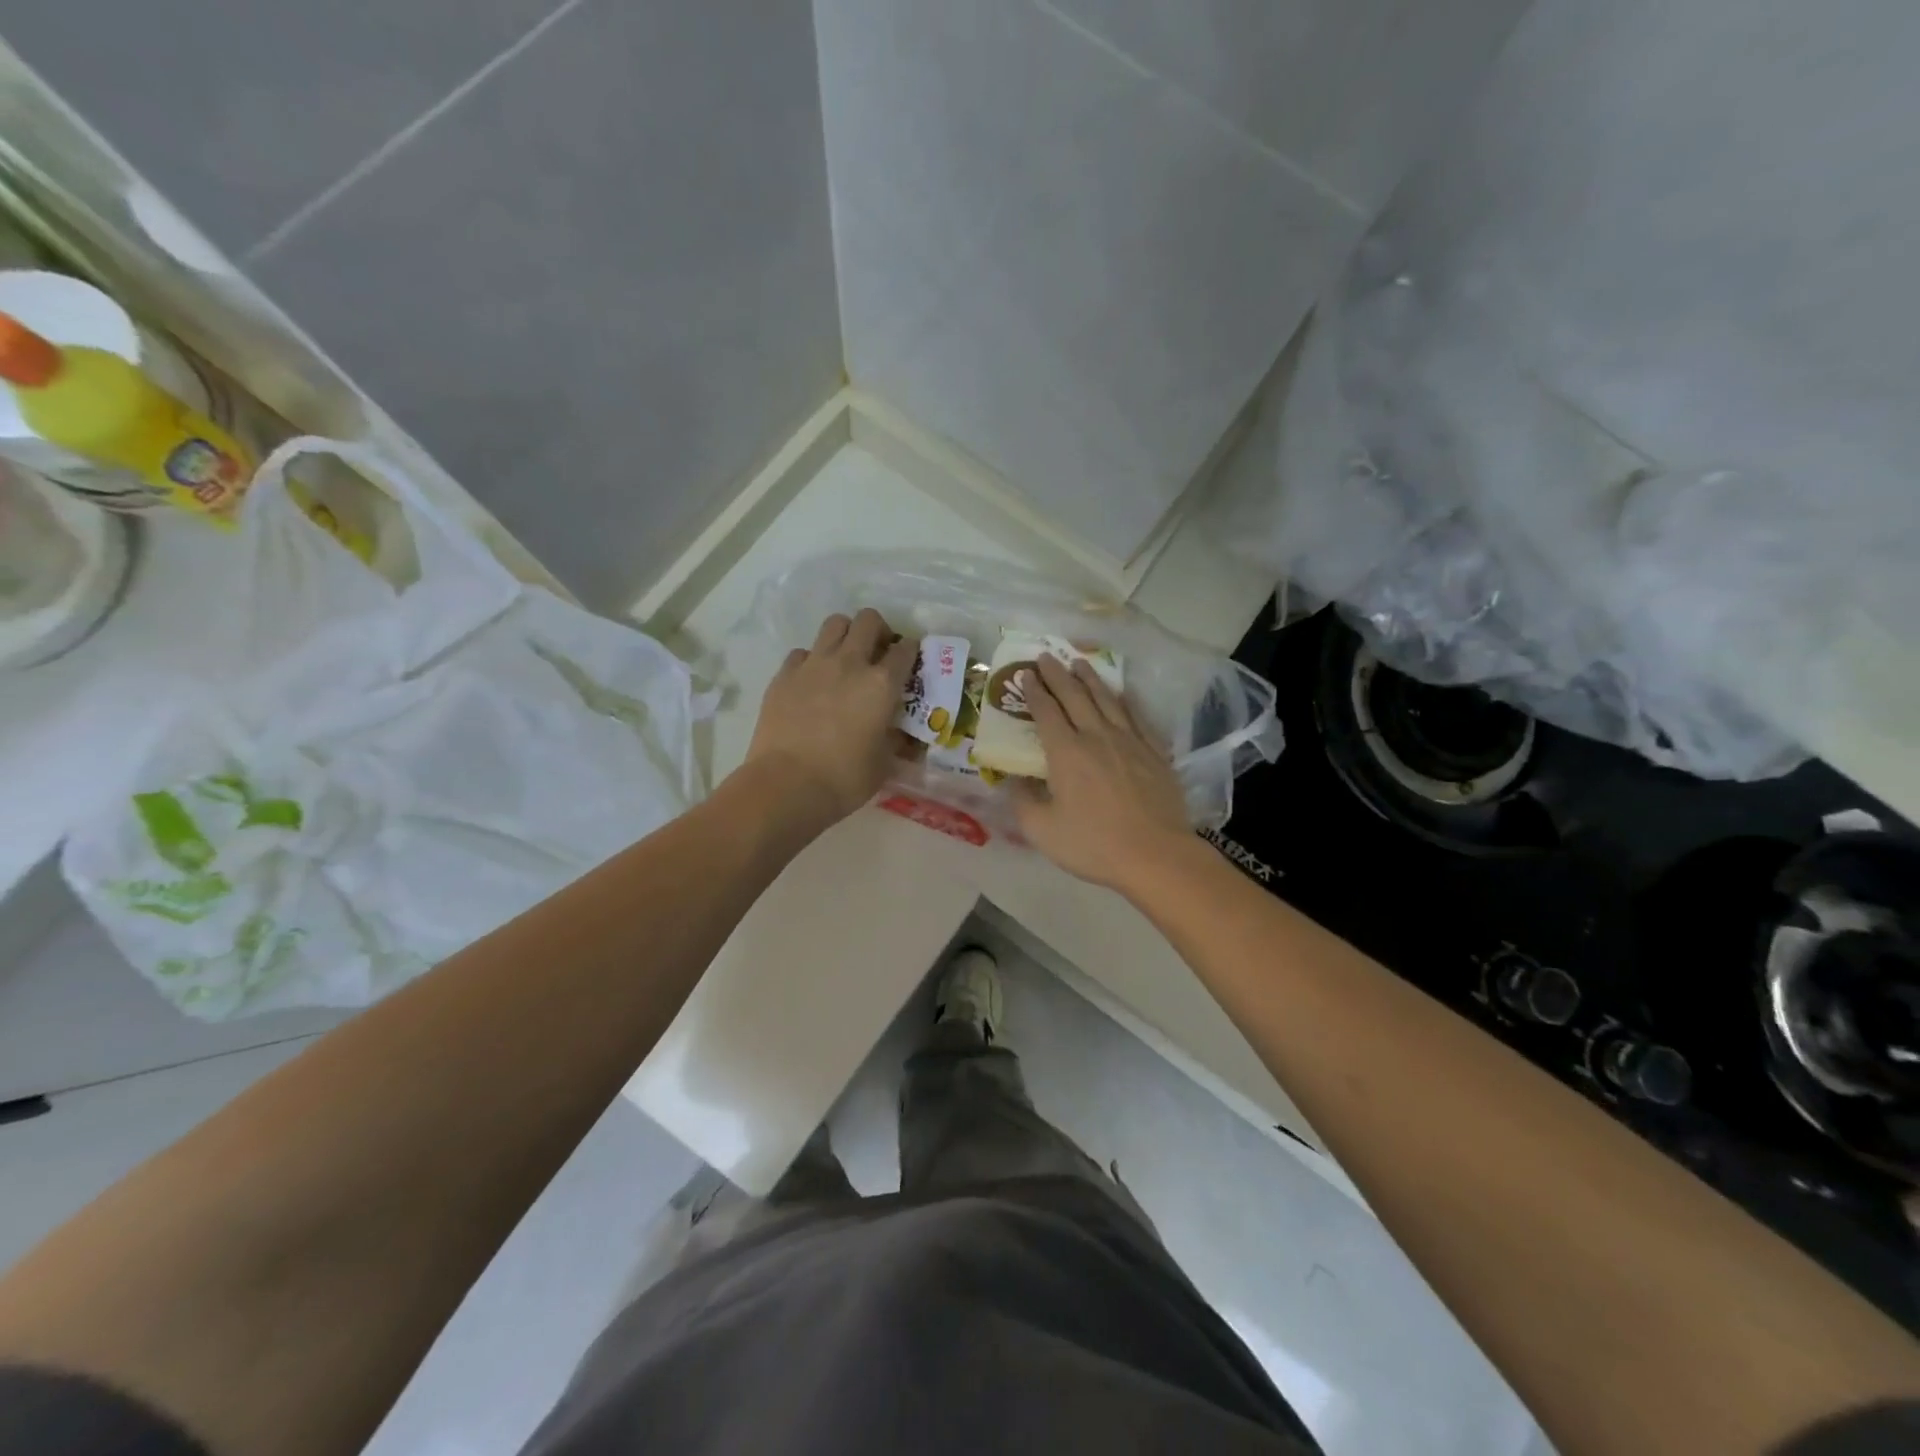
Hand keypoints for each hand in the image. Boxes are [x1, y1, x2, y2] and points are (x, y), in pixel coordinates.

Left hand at [744, 609, 914, 826]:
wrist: (786, 785)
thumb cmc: (844, 779)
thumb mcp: (884, 763)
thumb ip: (895, 739)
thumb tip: (901, 734)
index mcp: (882, 684)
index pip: (905, 649)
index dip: (911, 652)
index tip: (910, 663)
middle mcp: (850, 663)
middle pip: (869, 620)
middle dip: (879, 631)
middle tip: (878, 653)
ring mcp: (813, 665)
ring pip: (835, 624)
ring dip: (846, 635)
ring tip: (846, 658)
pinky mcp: (784, 674)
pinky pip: (804, 652)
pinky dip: (813, 660)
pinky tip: (813, 682)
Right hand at [1012, 654, 1195, 891]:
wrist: (1156, 855)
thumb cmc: (1093, 844)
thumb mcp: (1042, 830)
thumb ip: (1023, 801)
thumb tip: (1012, 779)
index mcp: (1066, 753)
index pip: (1046, 712)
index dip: (1033, 691)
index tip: (1025, 674)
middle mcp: (1096, 736)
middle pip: (1075, 696)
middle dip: (1058, 674)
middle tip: (1047, 657)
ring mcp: (1129, 741)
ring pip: (1106, 699)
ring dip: (1090, 678)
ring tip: (1079, 662)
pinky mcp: (1154, 752)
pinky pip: (1136, 716)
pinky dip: (1125, 700)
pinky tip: (1121, 693)